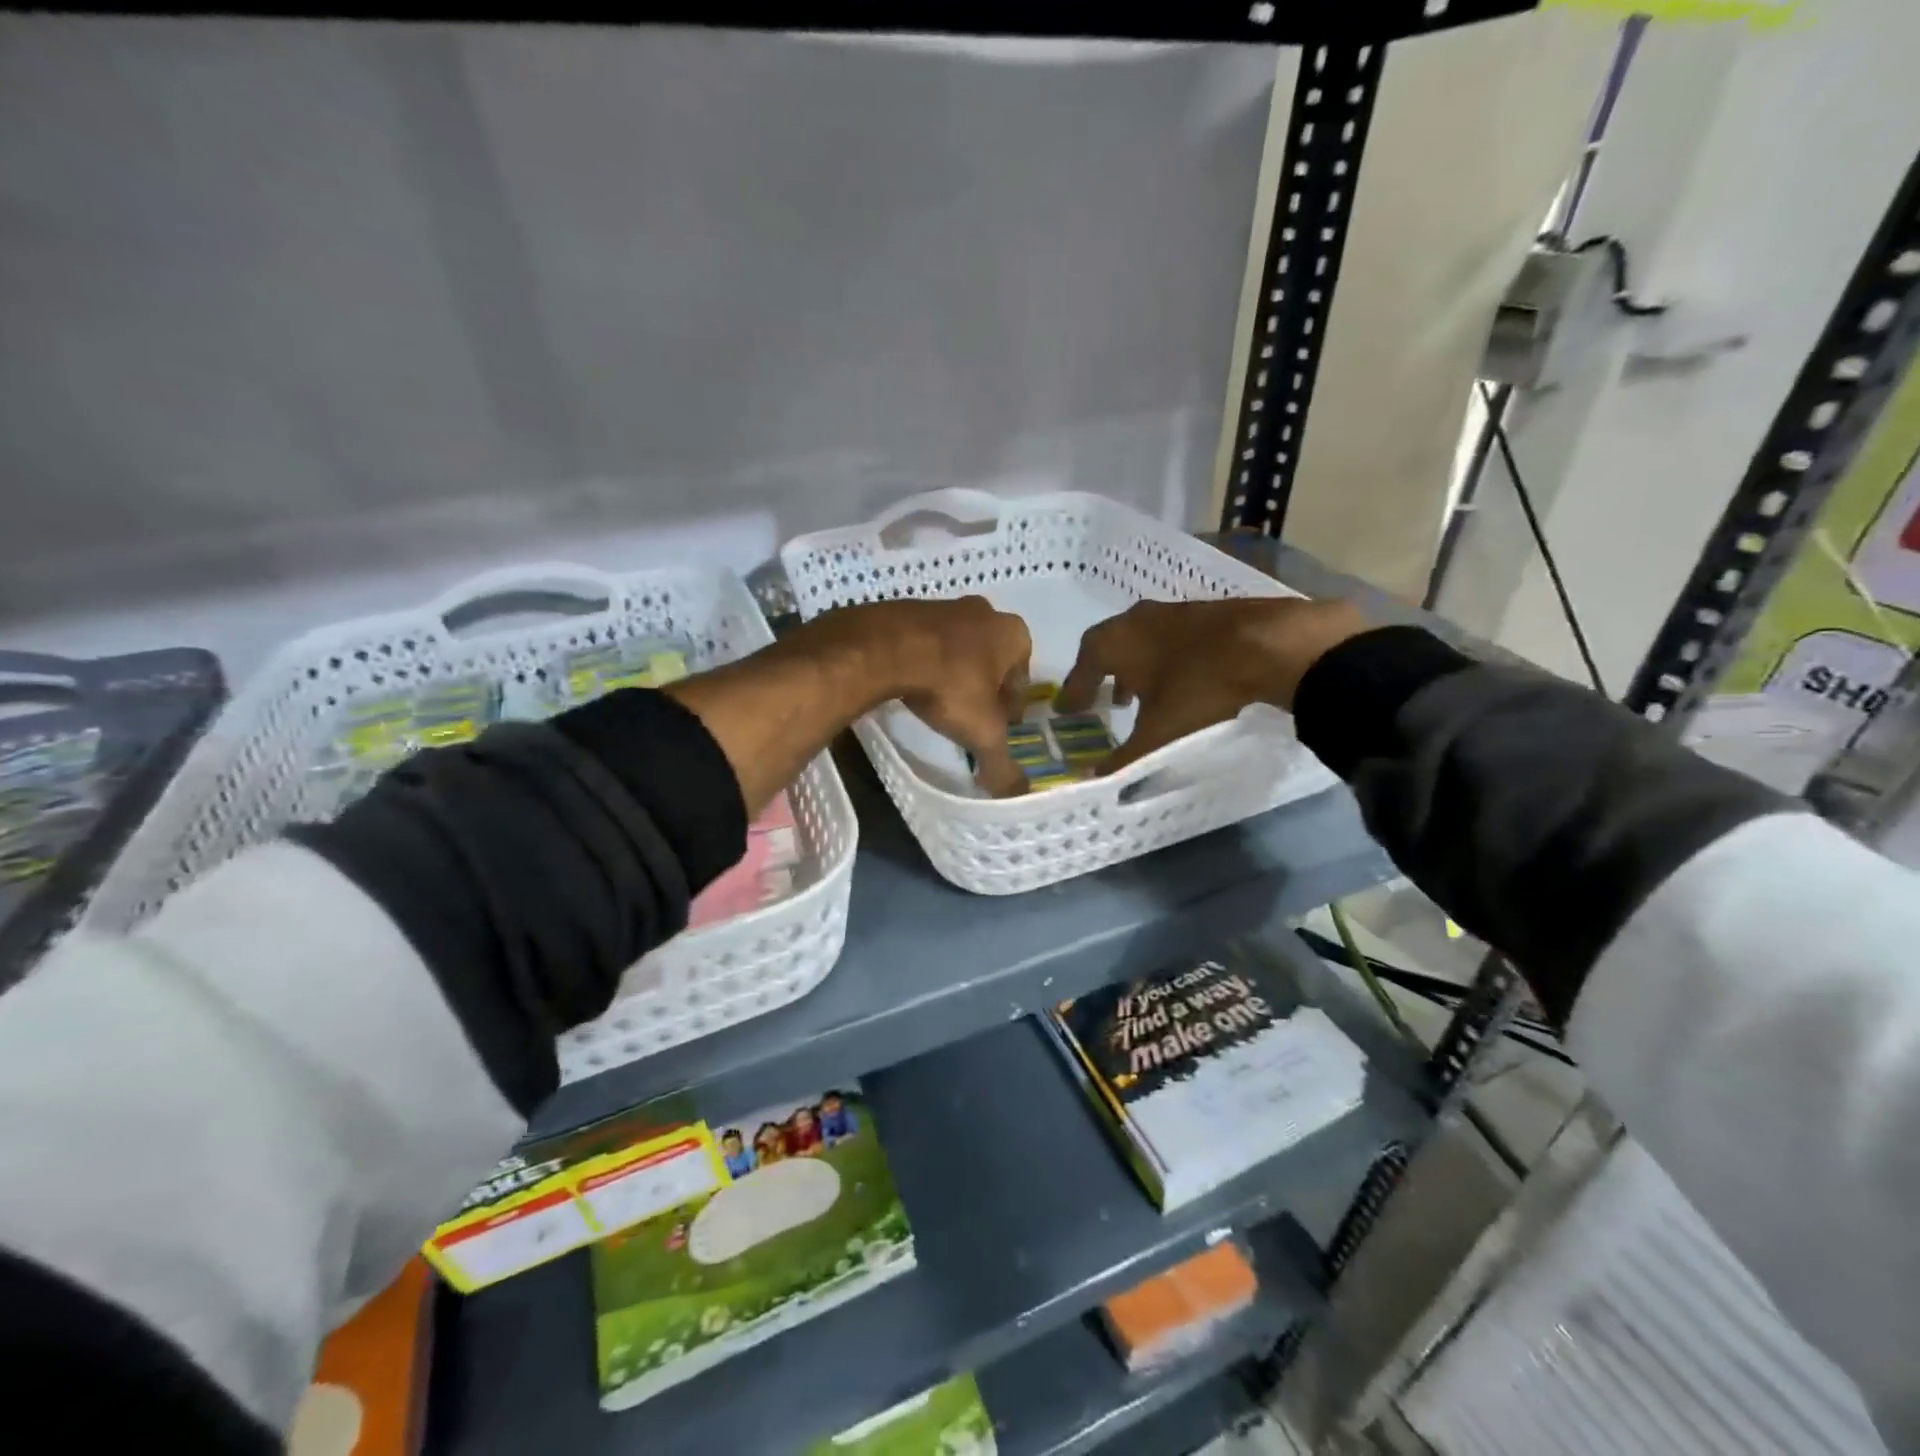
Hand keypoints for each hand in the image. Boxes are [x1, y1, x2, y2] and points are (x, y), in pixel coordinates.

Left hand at [837, 597, 1033, 796]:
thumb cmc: (949, 686)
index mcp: (1013, 634)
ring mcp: (945, 606)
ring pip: (960, 649)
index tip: (997, 729)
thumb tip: (1017, 794)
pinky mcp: (910, 609)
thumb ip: (1001, 764)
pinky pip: (927, 643)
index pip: (1022, 680)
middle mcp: (985, 613)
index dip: (1011, 709)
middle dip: (984, 689)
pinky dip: (926, 662)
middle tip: (970, 718)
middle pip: (992, 661)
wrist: (885, 648)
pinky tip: (913, 685)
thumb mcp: (981, 733)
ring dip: (955, 673)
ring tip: (939, 704)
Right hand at [1056, 597, 1367, 773]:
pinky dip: (1166, 657)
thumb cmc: (1198, 687)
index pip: (1082, 667)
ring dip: (1136, 665)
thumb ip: (1124, 758)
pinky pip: (1172, 637)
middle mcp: (1136, 620)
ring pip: (1142, 639)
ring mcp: (1172, 611)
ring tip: (1142, 693)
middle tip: (1105, 700)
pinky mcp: (1206, 612)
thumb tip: (1092, 779)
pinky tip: (1182, 677)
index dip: (1074, 691)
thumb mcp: (1158, 732)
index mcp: (1114, 642)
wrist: (1269, 644)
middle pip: (1109, 646)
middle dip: (1104, 674)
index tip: (1068, 709)